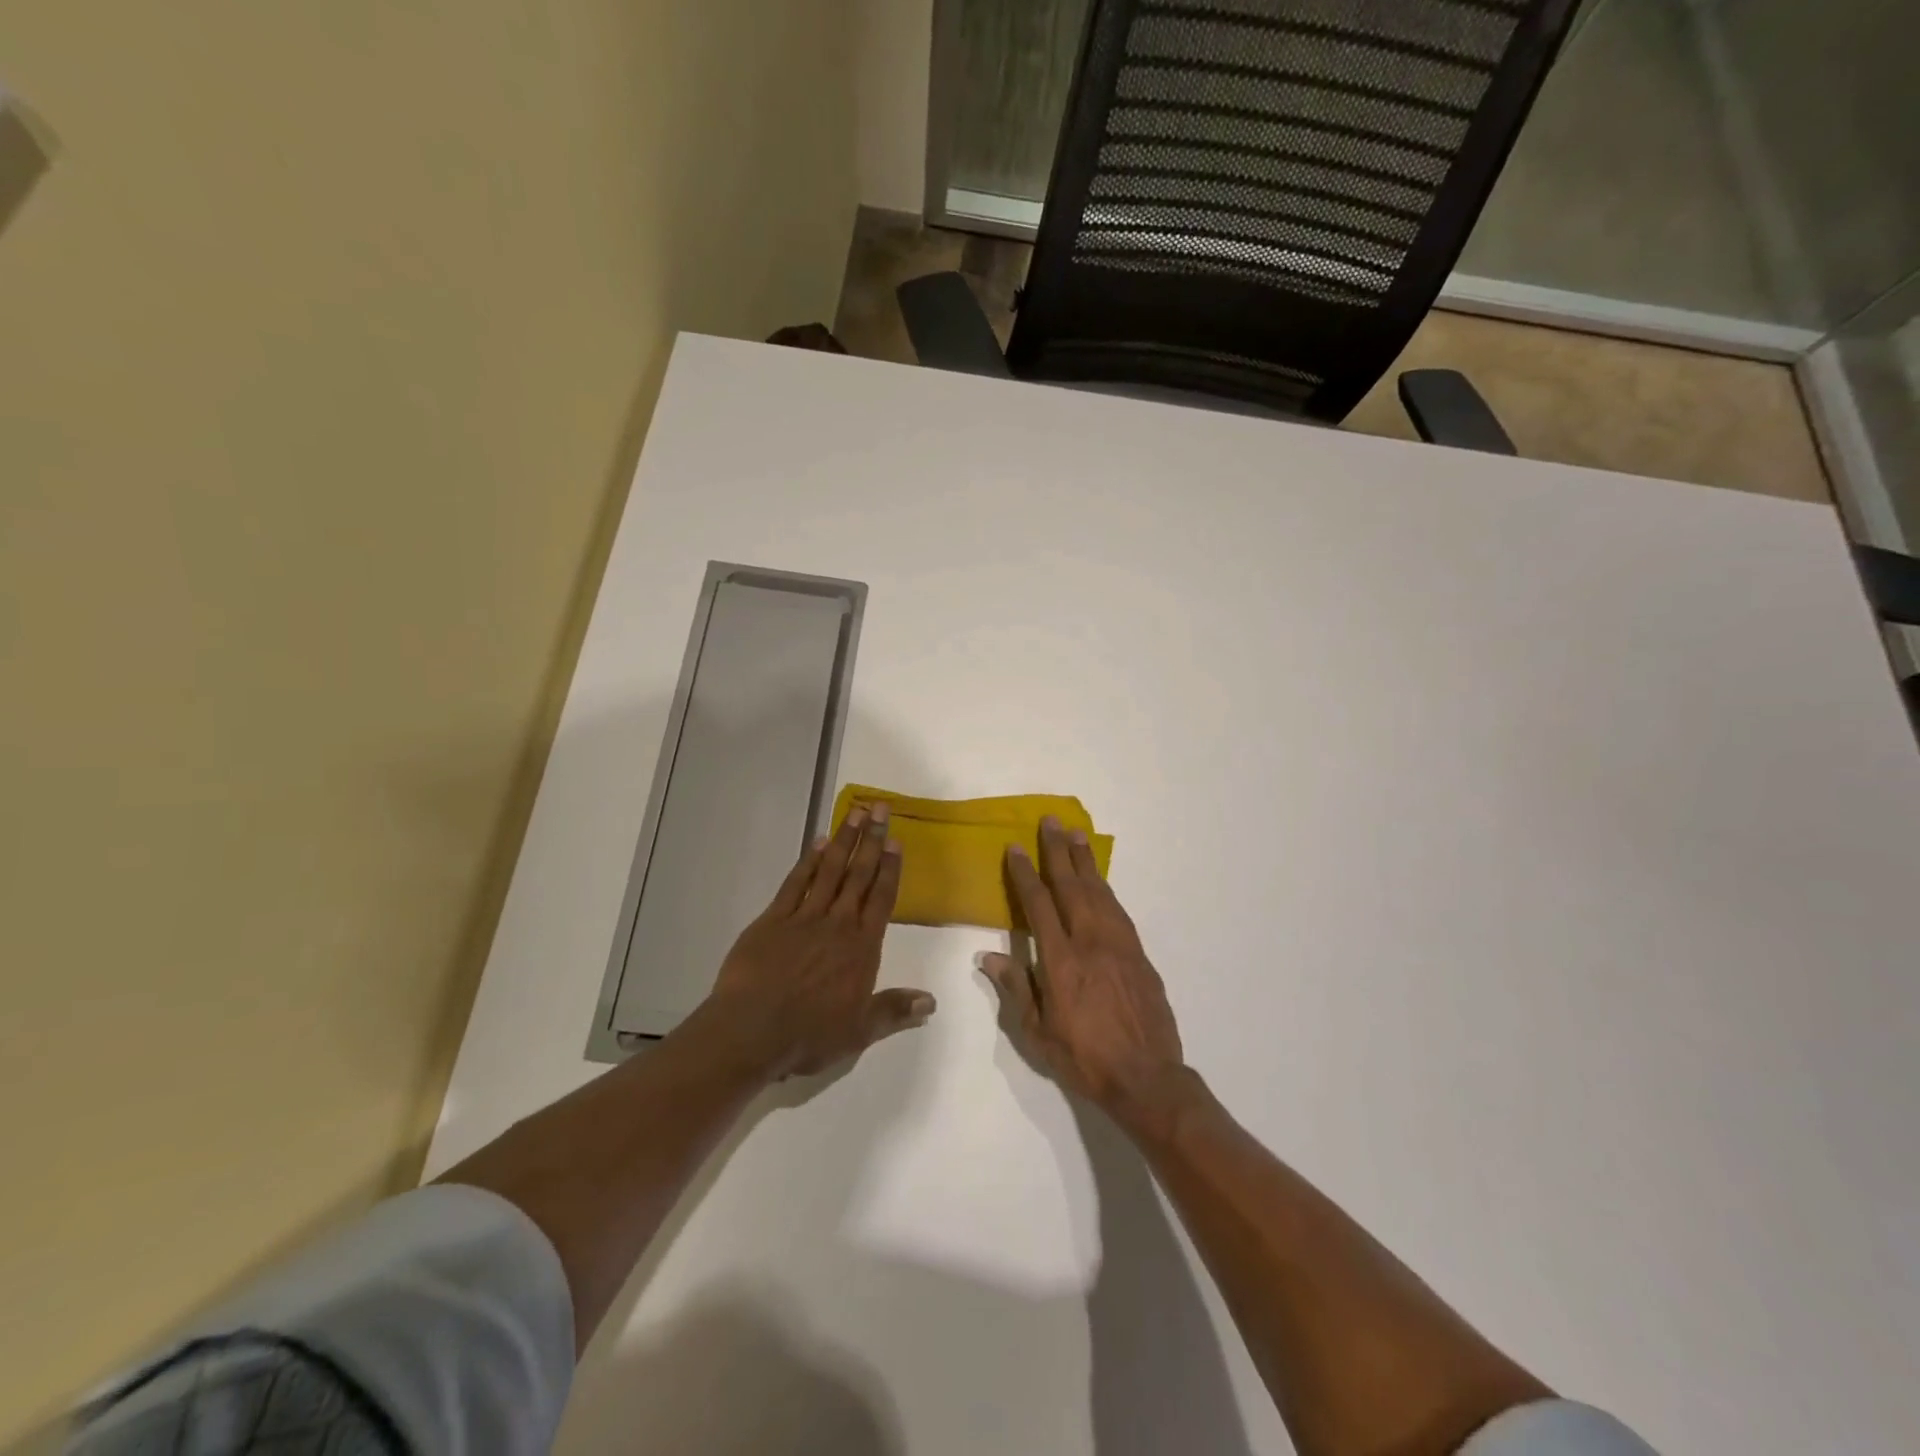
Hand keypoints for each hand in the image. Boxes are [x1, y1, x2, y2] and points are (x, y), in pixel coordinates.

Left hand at [707, 802, 934, 1078]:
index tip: (896, 840)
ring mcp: (805, 917)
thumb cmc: (809, 1034)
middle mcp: (838, 924)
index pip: (882, 898)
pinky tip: (818, 843)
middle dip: (871, 840)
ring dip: (844, 840)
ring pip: (830, 870)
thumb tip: (930, 1002)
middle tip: (880, 808)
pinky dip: (808, 861)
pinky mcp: (774, 918)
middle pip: (859, 875)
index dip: (890, 868)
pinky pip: (795, 883)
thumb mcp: (859, 1031)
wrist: (751, 1030)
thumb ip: (894, 1011)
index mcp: (862, 947)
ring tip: (855, 813)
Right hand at [981, 817, 1186, 1117]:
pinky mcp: (1139, 954)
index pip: (1039, 905)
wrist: (1147, 1077)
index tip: (1015, 848)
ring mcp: (1119, 945)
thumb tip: (987, 955)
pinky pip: (1118, 910)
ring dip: (1085, 862)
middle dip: (1058, 852)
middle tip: (1050, 821)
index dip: (1025, 874)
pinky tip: (1100, 881)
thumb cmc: (1084, 1058)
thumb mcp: (1038, 1033)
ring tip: (1076, 835)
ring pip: (1099, 892)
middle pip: (1071, 886)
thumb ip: (1016, 988)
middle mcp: (1090, 942)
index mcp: (1061, 961)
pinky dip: (1106, 889)